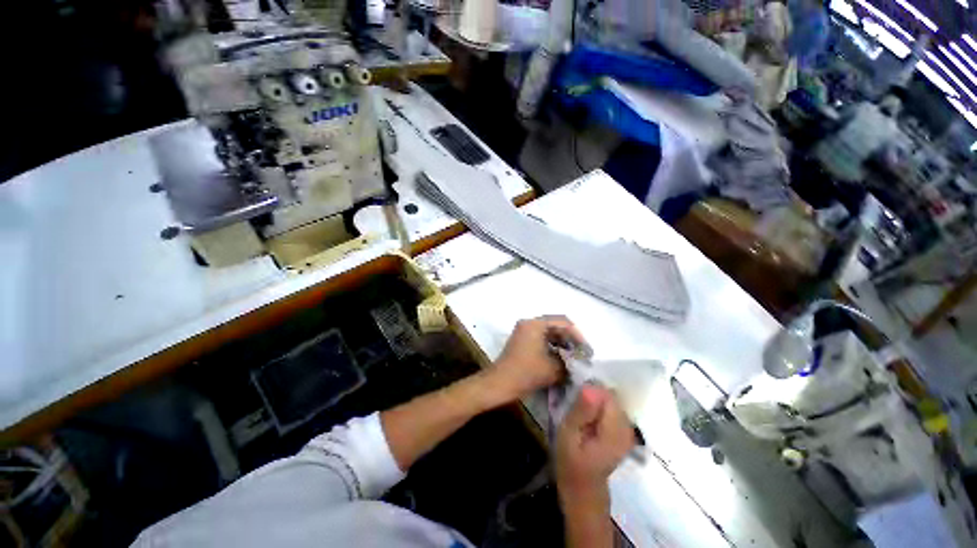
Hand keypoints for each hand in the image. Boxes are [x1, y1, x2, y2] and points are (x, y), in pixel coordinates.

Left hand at [485, 316, 588, 403]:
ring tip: (572, 357)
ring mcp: (524, 331)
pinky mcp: (521, 340)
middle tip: (581, 354)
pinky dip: (552, 346)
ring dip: (562, 343)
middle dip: (570, 339)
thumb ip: (570, 361)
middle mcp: (529, 323)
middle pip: (555, 325)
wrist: (500, 384)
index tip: (586, 350)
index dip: (577, 335)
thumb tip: (580, 361)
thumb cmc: (526, 373)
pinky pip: (541, 338)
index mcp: (536, 324)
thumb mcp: (553, 368)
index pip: (563, 322)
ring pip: (548, 332)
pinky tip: (560, 358)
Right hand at [554, 385, 634, 504]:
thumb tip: (590, 388)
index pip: (608, 396)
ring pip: (614, 399)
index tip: (576, 399)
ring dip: (597, 399)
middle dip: (594, 395)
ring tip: (582, 411)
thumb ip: (581, 411)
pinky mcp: (625, 429)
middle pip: (613, 396)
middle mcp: (628, 429)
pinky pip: (614, 406)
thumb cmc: (570, 459)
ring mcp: (629, 429)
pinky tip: (591, 415)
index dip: (591, 392)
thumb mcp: (568, 435)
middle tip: (577, 406)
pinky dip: (602, 405)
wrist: (583, 484)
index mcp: (615, 433)